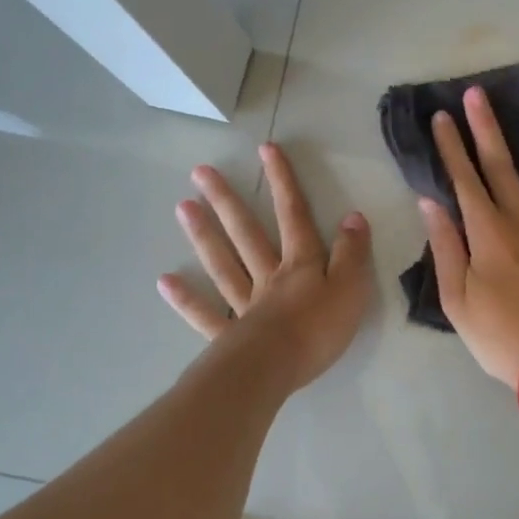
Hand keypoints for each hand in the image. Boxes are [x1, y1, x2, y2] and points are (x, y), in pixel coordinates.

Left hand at [159, 143, 372, 391]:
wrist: (277, 369)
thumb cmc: (319, 329)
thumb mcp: (352, 288)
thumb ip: (352, 253)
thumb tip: (352, 216)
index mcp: (301, 265)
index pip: (293, 215)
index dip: (282, 182)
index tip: (265, 149)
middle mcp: (269, 277)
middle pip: (247, 233)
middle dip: (228, 201)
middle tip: (200, 172)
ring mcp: (245, 305)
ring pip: (223, 264)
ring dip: (204, 236)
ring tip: (182, 207)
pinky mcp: (229, 336)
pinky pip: (206, 314)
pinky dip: (186, 299)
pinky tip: (166, 282)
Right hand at [419, 85, 518, 387]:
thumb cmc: (501, 337)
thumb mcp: (457, 300)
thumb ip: (446, 248)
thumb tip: (431, 202)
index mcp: (487, 233)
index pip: (464, 180)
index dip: (451, 147)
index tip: (442, 117)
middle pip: (501, 165)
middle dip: (486, 128)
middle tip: (478, 93)